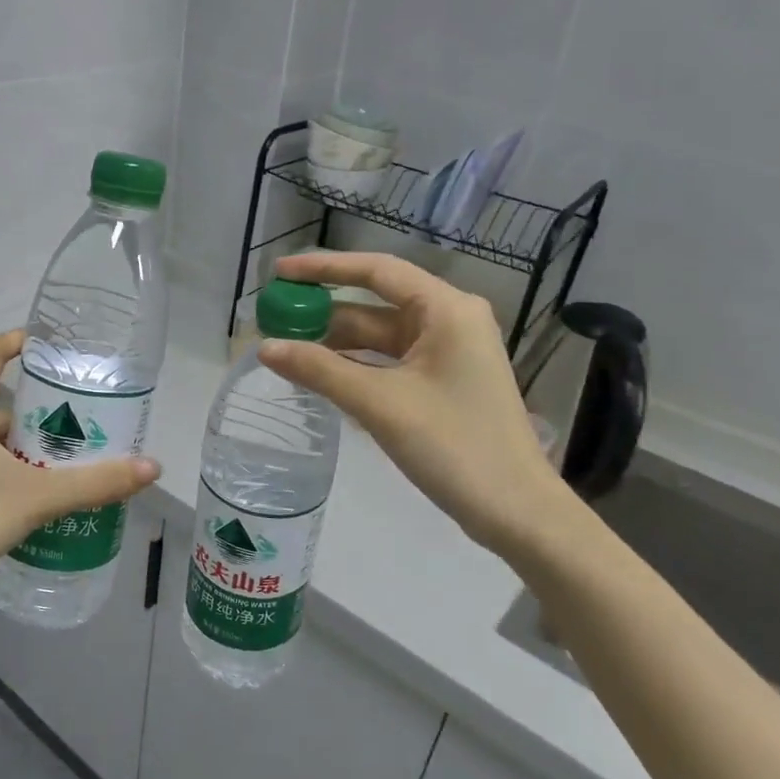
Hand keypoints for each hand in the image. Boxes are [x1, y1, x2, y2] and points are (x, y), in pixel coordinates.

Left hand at [0, 330, 160, 611]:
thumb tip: (152, 466)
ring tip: (67, 451)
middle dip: (36, 403)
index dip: (17, 342)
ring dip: (24, 439)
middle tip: (78, 409)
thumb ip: (96, 482)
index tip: (53, 345)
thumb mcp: (39, 496)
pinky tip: (39, 486)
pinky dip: (9, 463)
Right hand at [256, 253, 579, 559]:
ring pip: (380, 336)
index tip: (280, 273)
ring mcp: (449, 353)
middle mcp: (450, 320)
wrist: (515, 511)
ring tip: (286, 348)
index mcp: (447, 310)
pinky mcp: (443, 382)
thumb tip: (264, 348)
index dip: (324, 268)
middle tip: (274, 319)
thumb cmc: (454, 446)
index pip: (376, 271)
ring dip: (336, 342)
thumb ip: (320, 370)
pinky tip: (320, 375)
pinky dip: (356, 366)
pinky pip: (390, 362)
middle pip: (375, 303)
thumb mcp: (380, 404)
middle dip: (324, 311)